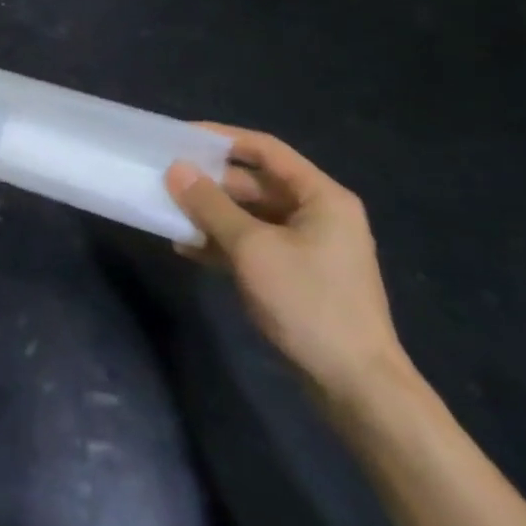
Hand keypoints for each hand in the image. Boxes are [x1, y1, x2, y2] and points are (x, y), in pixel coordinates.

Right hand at [165, 123, 405, 403]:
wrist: (358, 389)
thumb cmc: (309, 304)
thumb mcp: (253, 249)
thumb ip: (211, 205)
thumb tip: (176, 169)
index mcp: (321, 197)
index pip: (265, 149)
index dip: (222, 138)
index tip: (181, 137)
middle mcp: (318, 214)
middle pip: (256, 182)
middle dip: (211, 181)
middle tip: (168, 177)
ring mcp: (308, 247)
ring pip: (251, 215)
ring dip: (212, 214)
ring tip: (170, 212)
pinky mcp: (297, 275)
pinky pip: (254, 244)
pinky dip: (223, 243)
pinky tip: (188, 248)